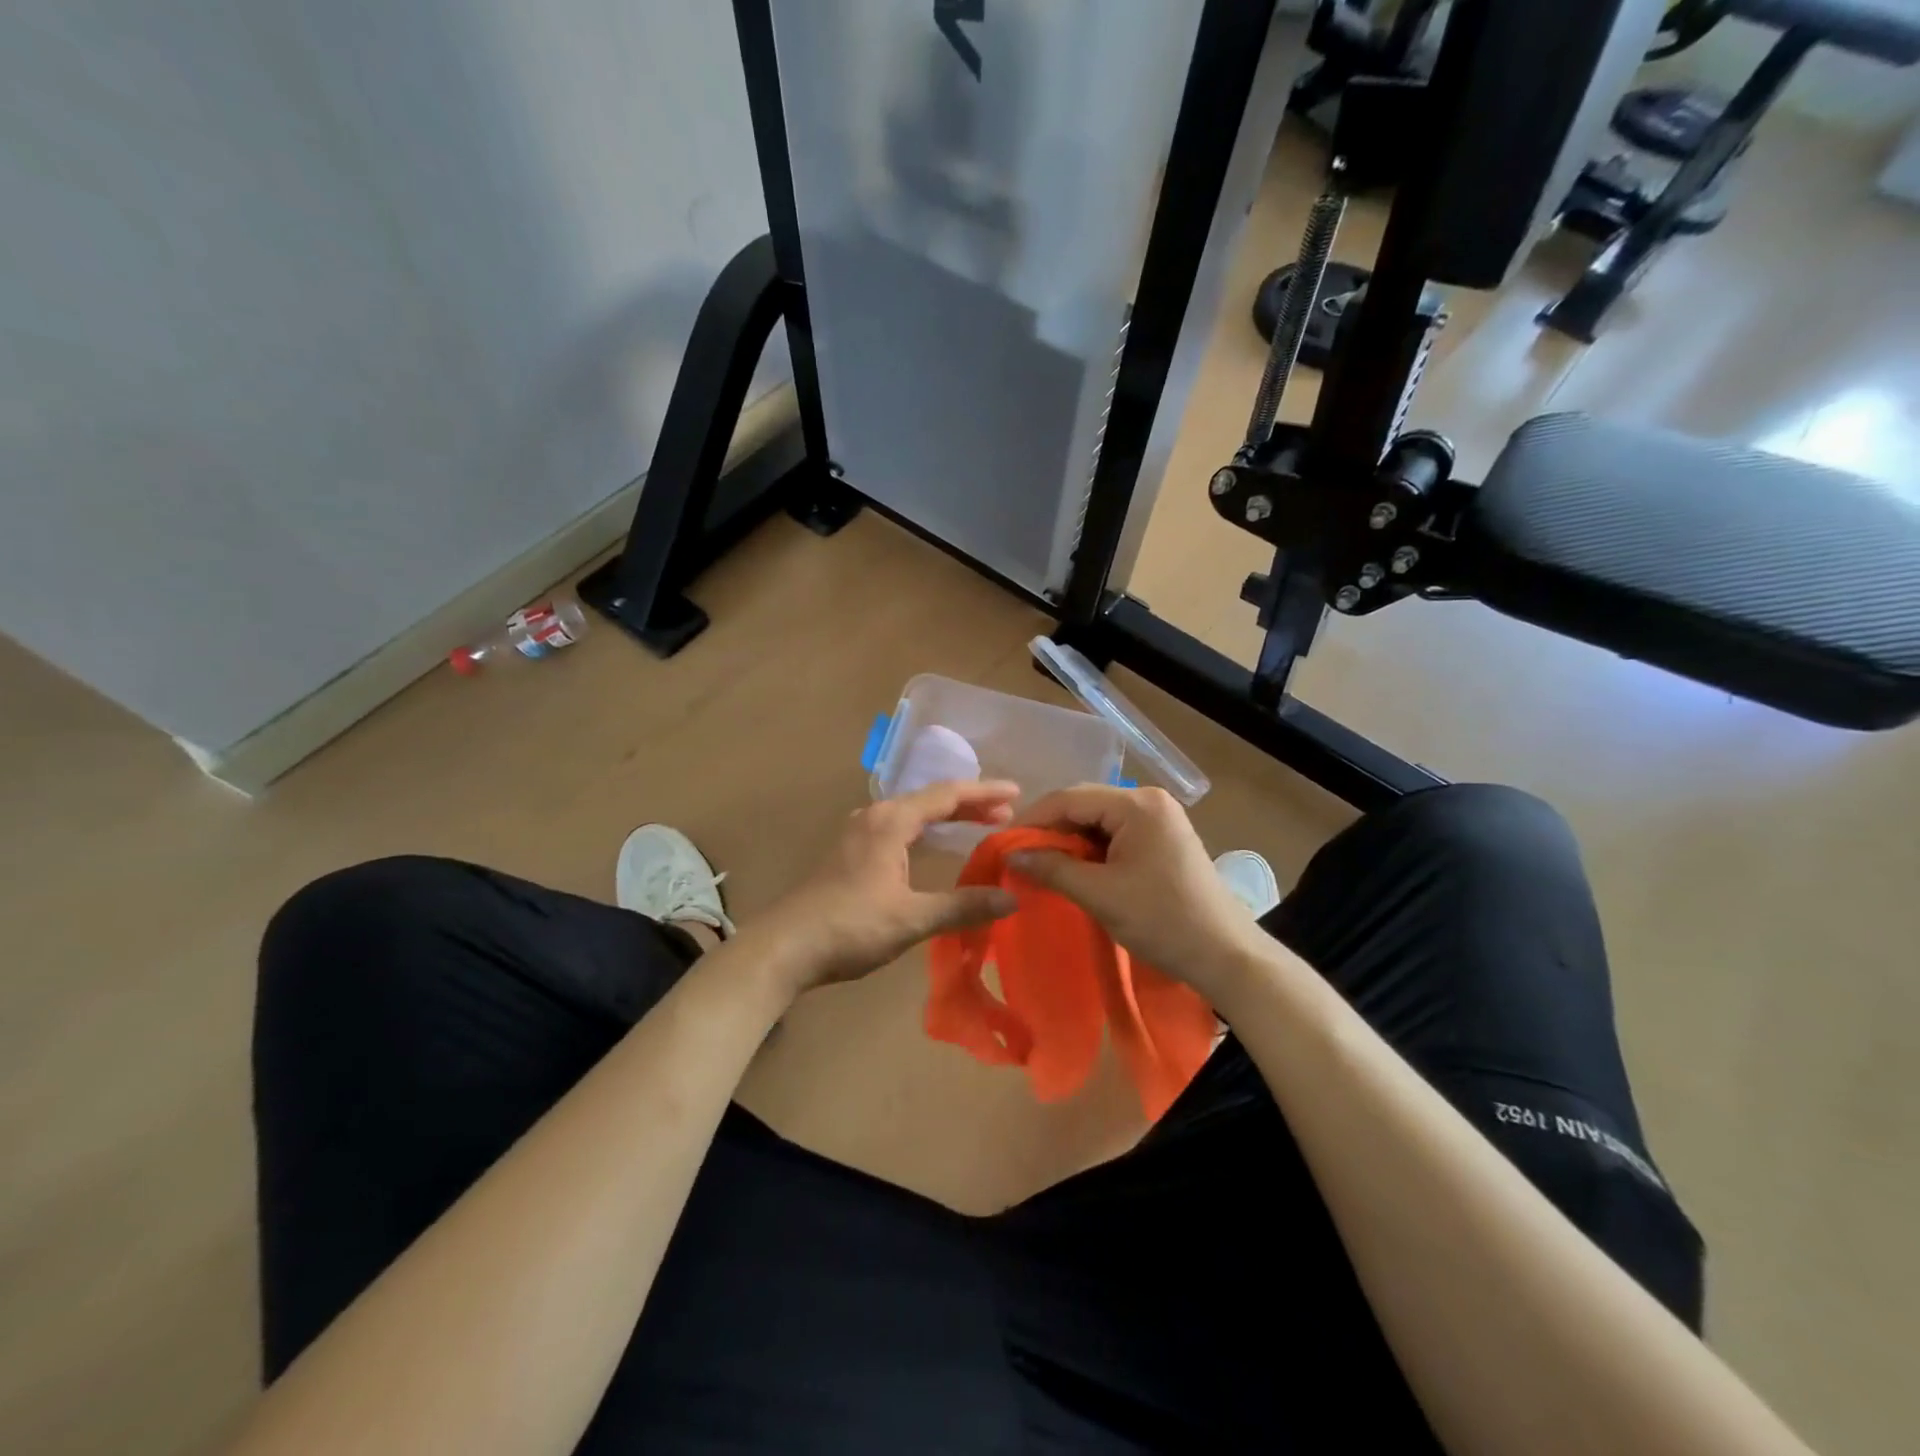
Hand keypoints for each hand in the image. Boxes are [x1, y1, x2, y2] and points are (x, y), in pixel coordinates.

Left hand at [760, 780, 1021, 992]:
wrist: (787, 946)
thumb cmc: (851, 926)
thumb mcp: (912, 918)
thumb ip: (963, 906)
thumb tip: (1012, 899)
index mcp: (892, 821)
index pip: (948, 795)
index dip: (985, 792)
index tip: (1018, 793)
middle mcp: (875, 816)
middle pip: (931, 799)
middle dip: (970, 804)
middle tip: (1007, 814)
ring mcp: (859, 833)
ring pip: (913, 813)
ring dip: (947, 817)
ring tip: (981, 824)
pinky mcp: (850, 852)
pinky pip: (899, 828)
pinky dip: (926, 831)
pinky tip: (934, 846)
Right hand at [1009, 785, 1269, 1001]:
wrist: (1225, 955)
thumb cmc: (1162, 920)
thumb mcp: (1100, 895)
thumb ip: (1052, 869)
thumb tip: (1012, 855)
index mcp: (1137, 804)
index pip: (1070, 798)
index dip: (1032, 820)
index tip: (1003, 845)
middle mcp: (1148, 800)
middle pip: (1084, 805)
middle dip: (1050, 831)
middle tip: (1019, 857)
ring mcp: (1159, 819)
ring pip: (1097, 822)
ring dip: (1068, 843)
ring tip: (1040, 867)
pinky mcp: (1162, 840)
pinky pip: (1115, 836)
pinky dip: (1090, 852)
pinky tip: (1073, 871)